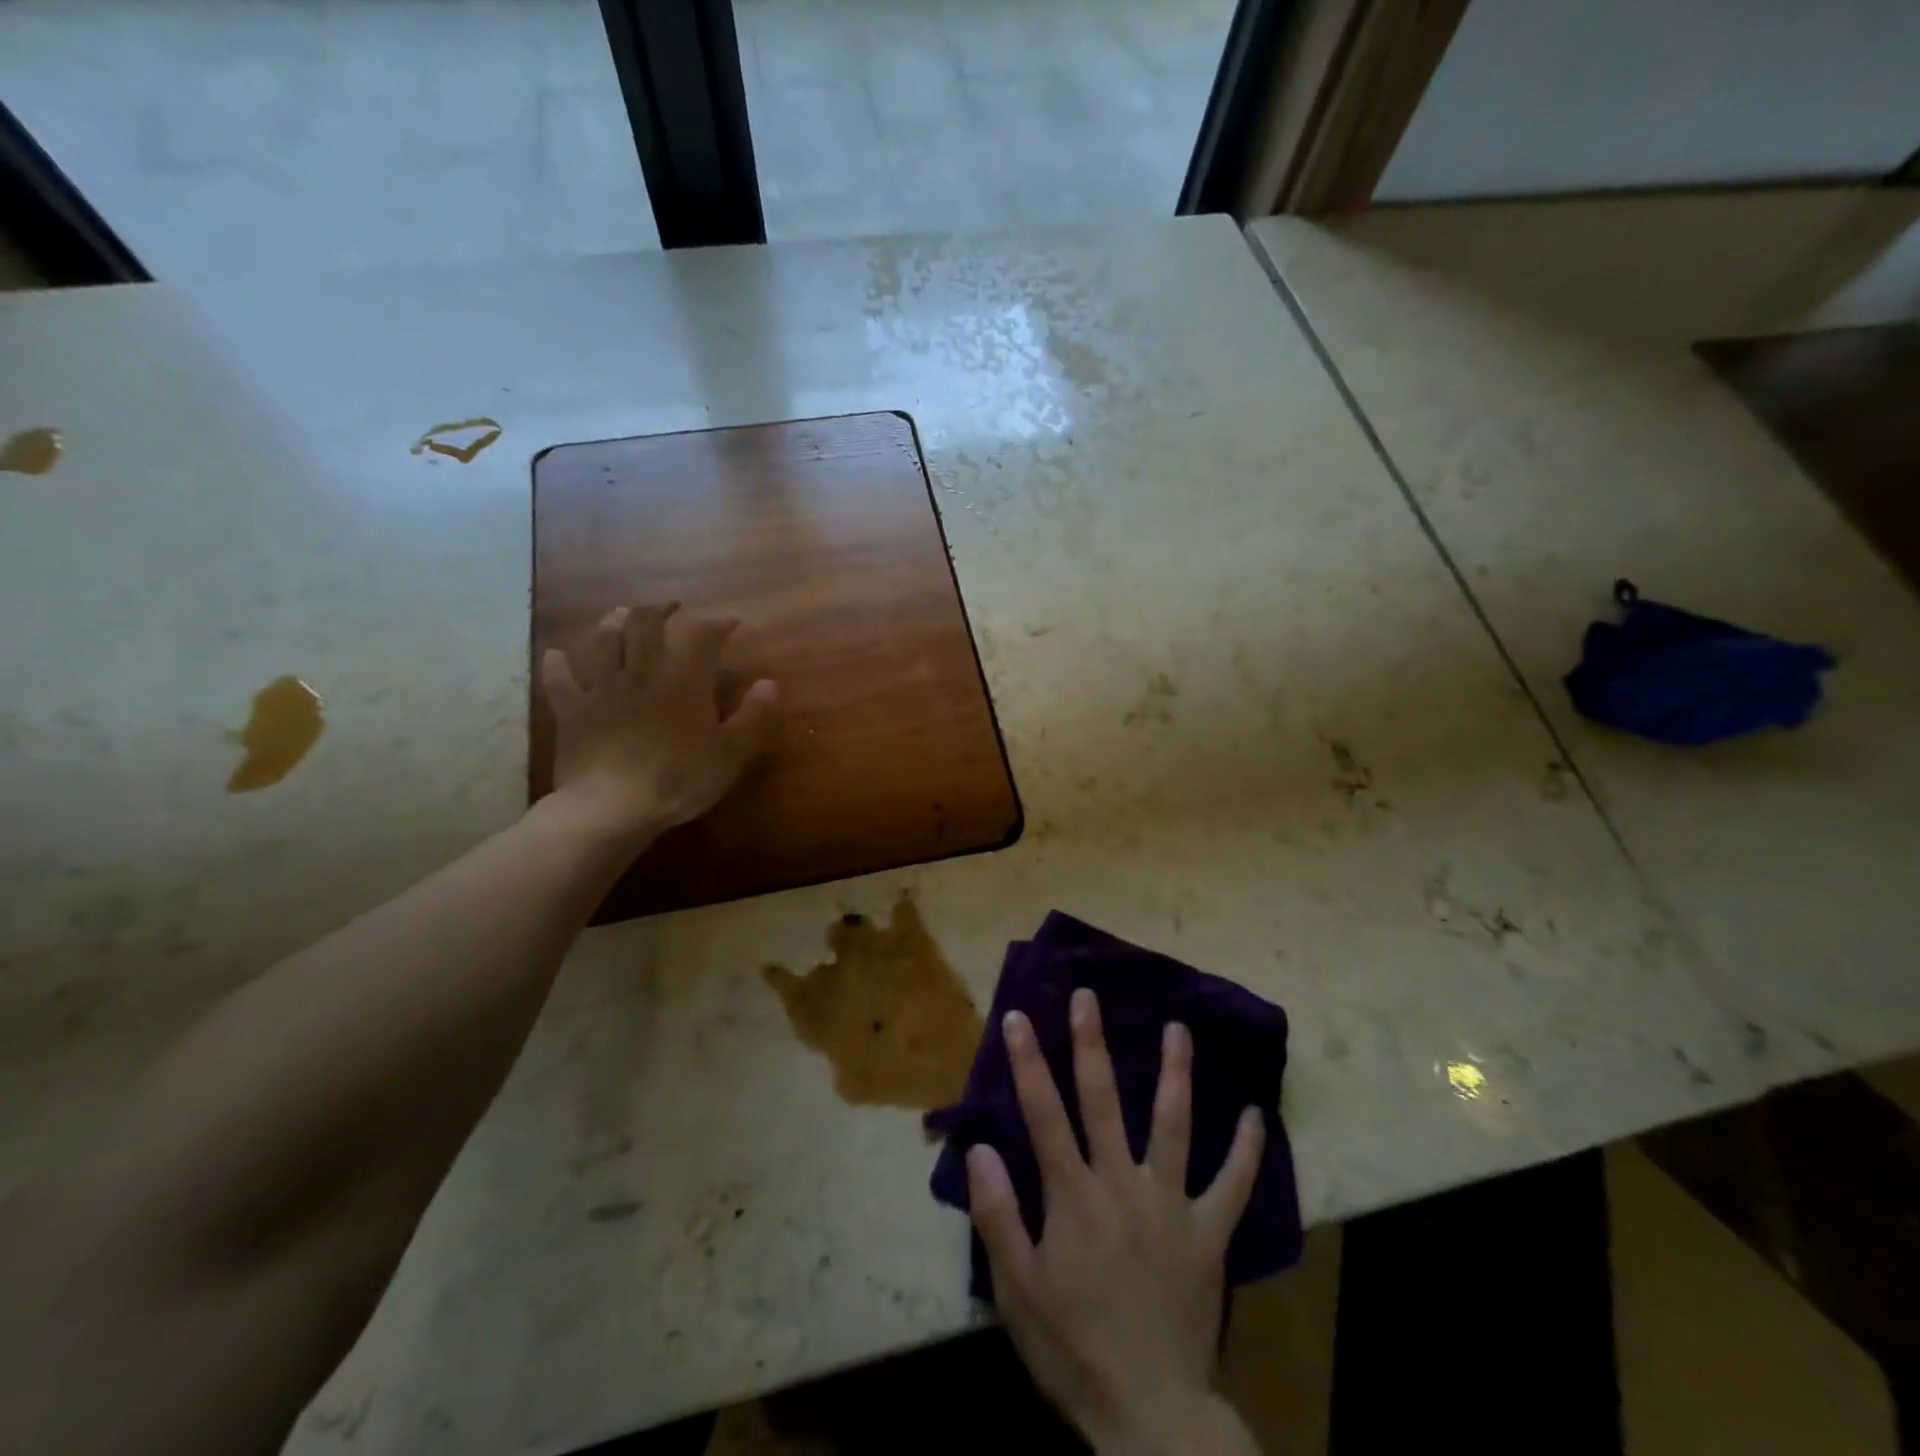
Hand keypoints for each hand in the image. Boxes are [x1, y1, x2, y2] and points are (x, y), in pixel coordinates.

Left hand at [541, 603, 780, 840]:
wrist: (613, 807)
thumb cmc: (680, 779)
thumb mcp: (732, 753)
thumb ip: (754, 716)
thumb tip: (769, 683)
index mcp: (684, 681)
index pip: (703, 636)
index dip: (718, 624)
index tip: (731, 623)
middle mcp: (642, 672)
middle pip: (644, 624)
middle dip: (659, 610)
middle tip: (671, 609)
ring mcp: (603, 689)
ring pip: (603, 641)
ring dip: (613, 622)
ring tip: (622, 615)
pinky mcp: (573, 712)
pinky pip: (560, 681)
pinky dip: (558, 666)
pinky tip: (557, 656)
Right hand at [967, 990, 1264, 1455]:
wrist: (1148, 1413)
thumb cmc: (1073, 1346)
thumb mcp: (1017, 1290)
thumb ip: (997, 1215)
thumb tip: (980, 1148)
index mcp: (1073, 1195)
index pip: (1044, 1114)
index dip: (1028, 1063)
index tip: (1016, 1016)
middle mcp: (1122, 1183)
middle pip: (1104, 1100)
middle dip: (1091, 1043)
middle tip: (1088, 996)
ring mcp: (1171, 1204)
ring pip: (1173, 1125)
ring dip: (1175, 1074)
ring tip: (1178, 1029)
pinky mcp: (1209, 1234)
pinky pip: (1233, 1186)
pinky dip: (1246, 1150)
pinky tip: (1257, 1115)